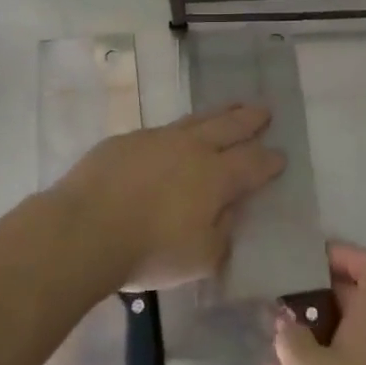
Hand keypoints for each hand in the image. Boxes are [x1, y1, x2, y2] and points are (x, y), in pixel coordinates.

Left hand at [47, 105, 285, 290]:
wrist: (84, 229)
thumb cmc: (150, 251)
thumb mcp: (201, 258)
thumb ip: (222, 234)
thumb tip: (227, 214)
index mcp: (216, 177)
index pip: (252, 164)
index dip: (269, 161)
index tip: (281, 156)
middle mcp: (191, 149)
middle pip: (228, 128)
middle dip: (249, 120)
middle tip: (264, 110)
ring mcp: (157, 139)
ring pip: (195, 120)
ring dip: (218, 113)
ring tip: (231, 107)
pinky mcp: (126, 141)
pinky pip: (161, 131)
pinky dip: (177, 131)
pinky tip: (174, 136)